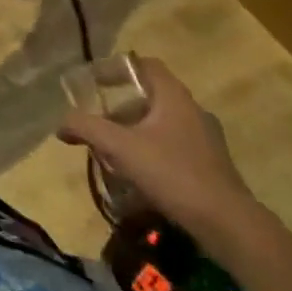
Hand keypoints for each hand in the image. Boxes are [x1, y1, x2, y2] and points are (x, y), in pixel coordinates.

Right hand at [57, 57, 254, 242]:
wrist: (230, 225)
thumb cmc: (173, 173)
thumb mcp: (121, 148)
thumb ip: (87, 129)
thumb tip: (61, 124)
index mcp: (174, 96)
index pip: (144, 65)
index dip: (118, 69)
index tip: (96, 82)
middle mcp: (193, 110)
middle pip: (151, 96)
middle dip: (121, 108)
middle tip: (100, 123)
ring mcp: (206, 140)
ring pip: (163, 124)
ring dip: (136, 132)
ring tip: (115, 153)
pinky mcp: (212, 166)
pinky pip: (175, 147)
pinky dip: (153, 152)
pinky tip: (140, 177)